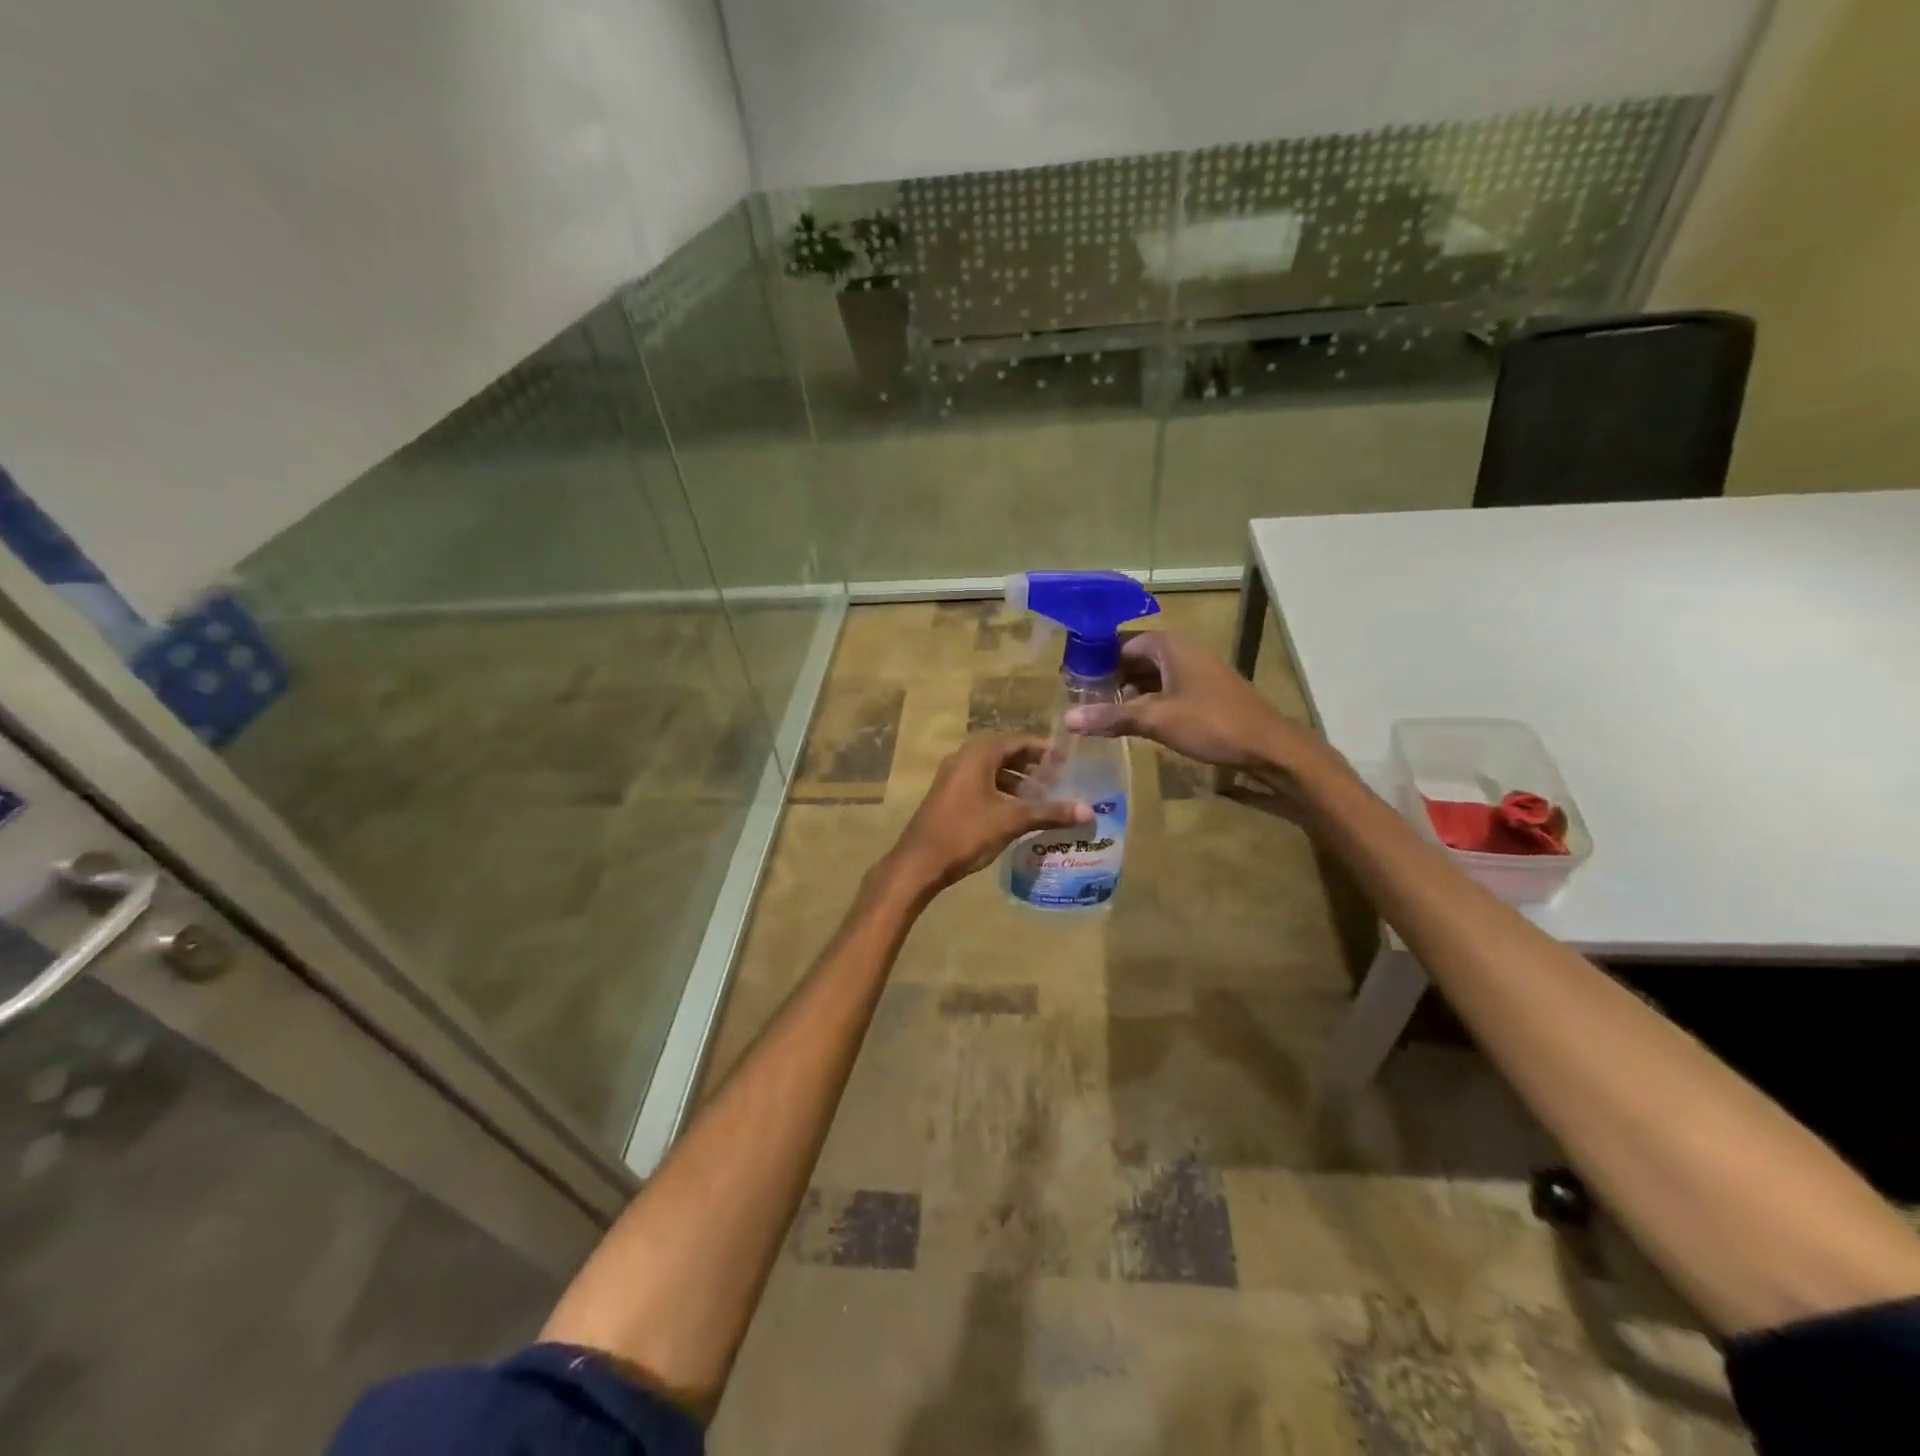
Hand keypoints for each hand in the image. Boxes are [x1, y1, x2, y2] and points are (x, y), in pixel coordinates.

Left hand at [887, 734, 1091, 892]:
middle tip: (1059, 779)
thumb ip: (1049, 812)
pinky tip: (1017, 812)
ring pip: (992, 771)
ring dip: (1017, 781)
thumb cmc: (966, 833)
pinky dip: (1001, 792)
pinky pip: (981, 785)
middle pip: (1005, 754)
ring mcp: (952, 778)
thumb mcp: (1012, 820)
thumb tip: (1088, 811)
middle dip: (1032, 766)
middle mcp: (963, 759)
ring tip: (1043, 798)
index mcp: (978, 755)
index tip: (1067, 761)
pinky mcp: (948, 797)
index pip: (1017, 741)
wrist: (920, 862)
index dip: (1043, 750)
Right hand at [1062, 631, 1347, 815]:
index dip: (1098, 659)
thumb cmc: (1212, 724)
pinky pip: (1166, 690)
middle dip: (1110, 677)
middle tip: (1083, 700)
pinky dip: (1147, 702)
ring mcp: (1196, 672)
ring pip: (1151, 676)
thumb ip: (1112, 717)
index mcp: (1171, 646)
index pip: (1123, 642)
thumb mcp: (1157, 720)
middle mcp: (1183, 652)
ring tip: (1101, 714)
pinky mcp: (1205, 693)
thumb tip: (1068, 719)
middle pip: (1136, 658)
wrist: (1270, 747)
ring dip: (1128, 692)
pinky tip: (1133, 722)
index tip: (1074, 680)